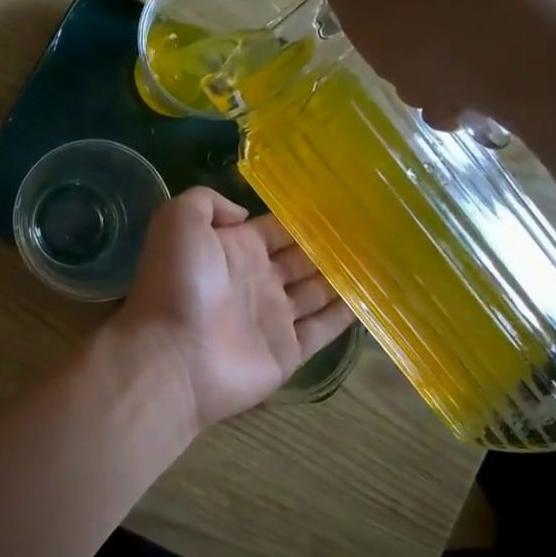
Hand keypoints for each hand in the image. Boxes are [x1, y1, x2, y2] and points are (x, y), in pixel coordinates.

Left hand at [114, 187, 355, 433]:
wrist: (172, 355)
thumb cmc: (177, 284)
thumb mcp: (179, 221)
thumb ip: (208, 202)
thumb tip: (243, 213)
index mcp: (233, 248)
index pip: (276, 229)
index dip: (303, 218)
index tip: (341, 203)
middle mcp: (256, 279)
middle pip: (301, 259)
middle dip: (330, 246)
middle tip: (373, 229)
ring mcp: (273, 317)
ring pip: (316, 292)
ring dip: (343, 276)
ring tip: (383, 257)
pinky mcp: (288, 352)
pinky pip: (324, 329)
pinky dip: (347, 314)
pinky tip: (374, 295)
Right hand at [319, 0, 555, 135]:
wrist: (532, 60)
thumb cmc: (428, 31)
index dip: (370, 13)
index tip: (376, 42)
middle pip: (415, 12)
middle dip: (406, 54)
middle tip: (409, 79)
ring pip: (448, 42)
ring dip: (434, 79)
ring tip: (444, 100)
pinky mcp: (537, 24)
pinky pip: (483, 58)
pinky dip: (469, 85)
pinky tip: (470, 105)